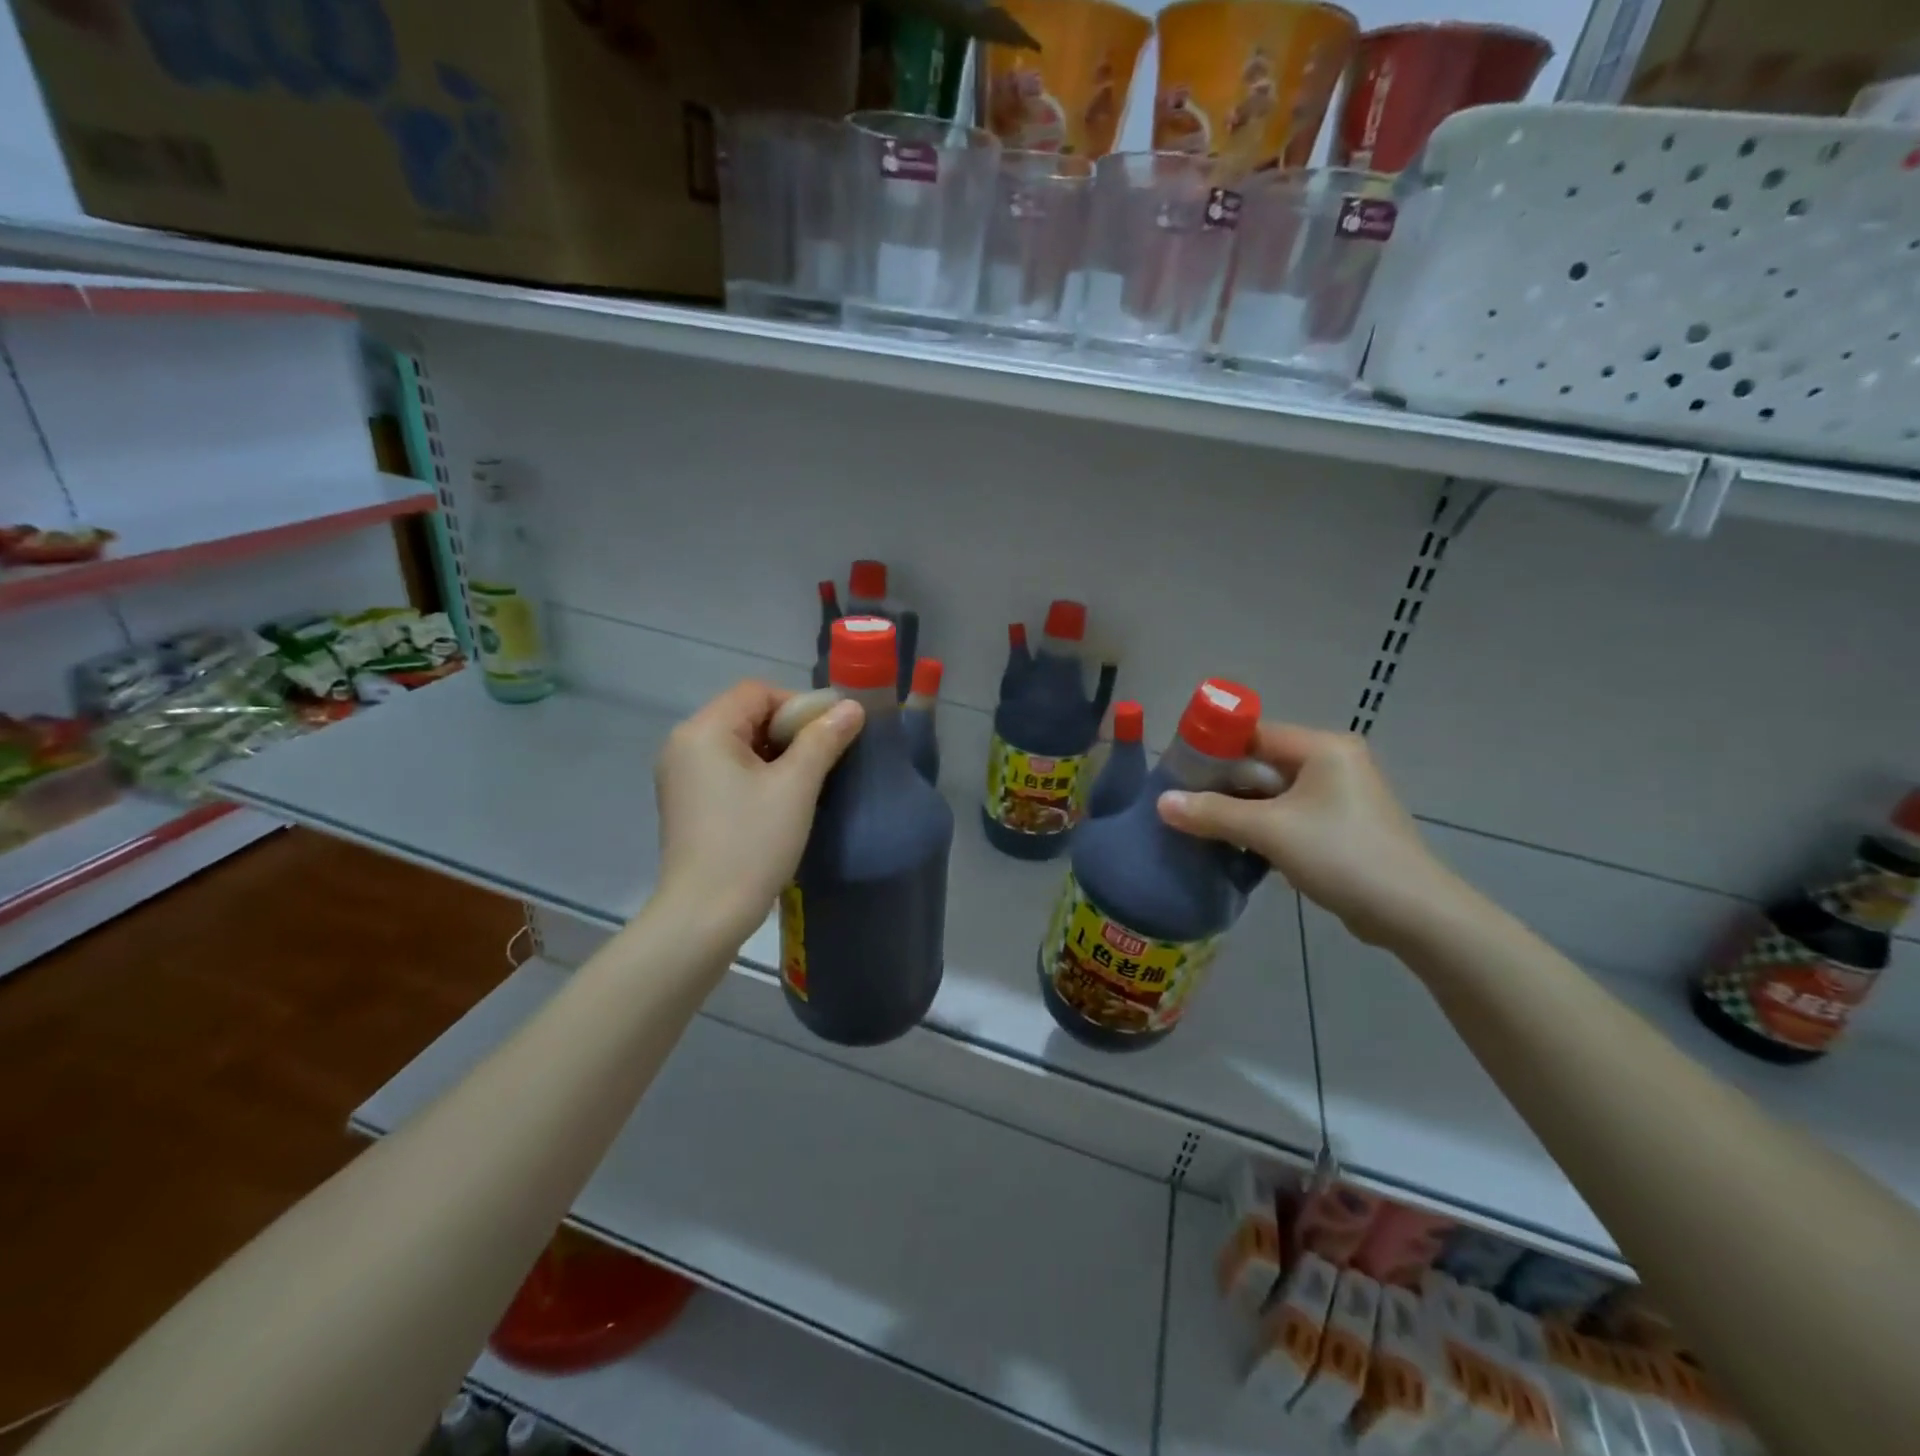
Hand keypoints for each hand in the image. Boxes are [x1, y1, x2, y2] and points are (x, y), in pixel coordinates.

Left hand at [653, 681, 862, 946]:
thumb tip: (851, 706)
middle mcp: (684, 744)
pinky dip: (757, 775)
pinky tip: (780, 801)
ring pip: (739, 744)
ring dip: (776, 754)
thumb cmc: (751, 844)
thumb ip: (824, 739)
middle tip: (824, 760)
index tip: (830, 736)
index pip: (757, 692)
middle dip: (789, 731)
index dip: (799, 705)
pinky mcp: (686, 802)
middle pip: (746, 714)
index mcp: (703, 730)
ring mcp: (680, 775)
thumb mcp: (796, 787)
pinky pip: (727, 770)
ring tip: (807, 783)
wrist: (705, 915)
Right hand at [1157, 723, 1463, 947]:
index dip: (1214, 748)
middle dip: (1223, 783)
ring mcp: (1342, 796)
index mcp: (1323, 748)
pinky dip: (1263, 826)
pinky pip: (1291, 815)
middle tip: (1182, 800)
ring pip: (1275, 793)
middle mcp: (1335, 762)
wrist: (1412, 913)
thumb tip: (1161, 802)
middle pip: (1263, 763)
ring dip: (1240, 808)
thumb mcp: (1269, 831)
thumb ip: (1212, 813)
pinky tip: (1235, 845)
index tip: (1178, 769)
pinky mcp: (1344, 826)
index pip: (1255, 733)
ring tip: (1199, 824)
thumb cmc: (1341, 855)